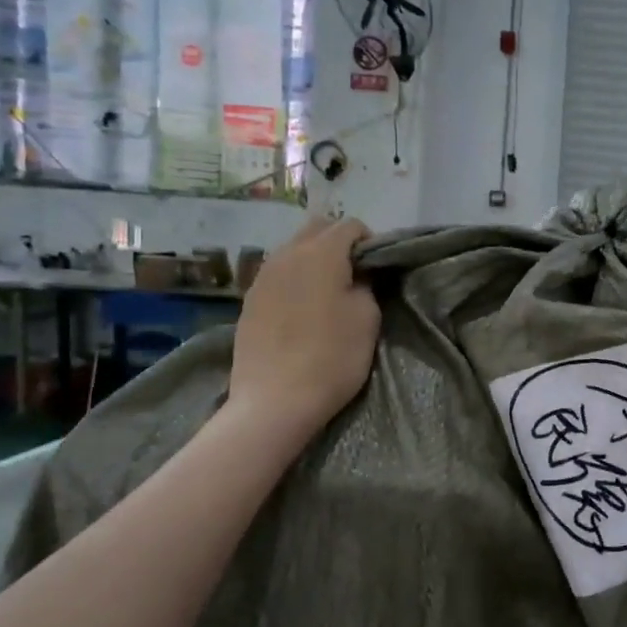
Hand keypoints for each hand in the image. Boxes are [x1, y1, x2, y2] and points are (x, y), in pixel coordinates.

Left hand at [231, 216, 379, 437]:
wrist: (275, 401)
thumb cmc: (333, 357)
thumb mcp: (368, 318)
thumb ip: (366, 284)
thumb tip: (356, 275)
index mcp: (321, 253)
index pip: (351, 225)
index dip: (370, 242)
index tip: (377, 270)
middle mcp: (287, 254)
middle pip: (317, 228)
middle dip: (339, 242)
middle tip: (354, 275)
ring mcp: (262, 276)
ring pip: (293, 249)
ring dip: (314, 259)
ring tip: (328, 292)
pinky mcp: (249, 299)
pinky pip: (278, 273)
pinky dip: (295, 279)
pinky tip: (302, 309)